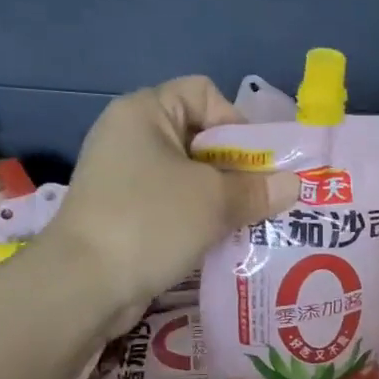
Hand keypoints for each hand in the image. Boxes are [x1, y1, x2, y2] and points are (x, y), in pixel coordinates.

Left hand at [47, 76, 296, 313]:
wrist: (84, 285)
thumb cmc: (151, 222)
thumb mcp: (214, 201)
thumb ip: (258, 189)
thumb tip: (294, 185)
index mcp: (145, 112)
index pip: (204, 93)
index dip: (236, 123)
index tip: (255, 165)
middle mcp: (130, 137)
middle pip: (199, 138)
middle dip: (237, 169)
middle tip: (263, 200)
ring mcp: (123, 178)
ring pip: (189, 178)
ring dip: (222, 200)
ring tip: (248, 225)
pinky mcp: (123, 215)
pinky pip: (172, 206)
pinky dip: (198, 221)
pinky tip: (220, 244)